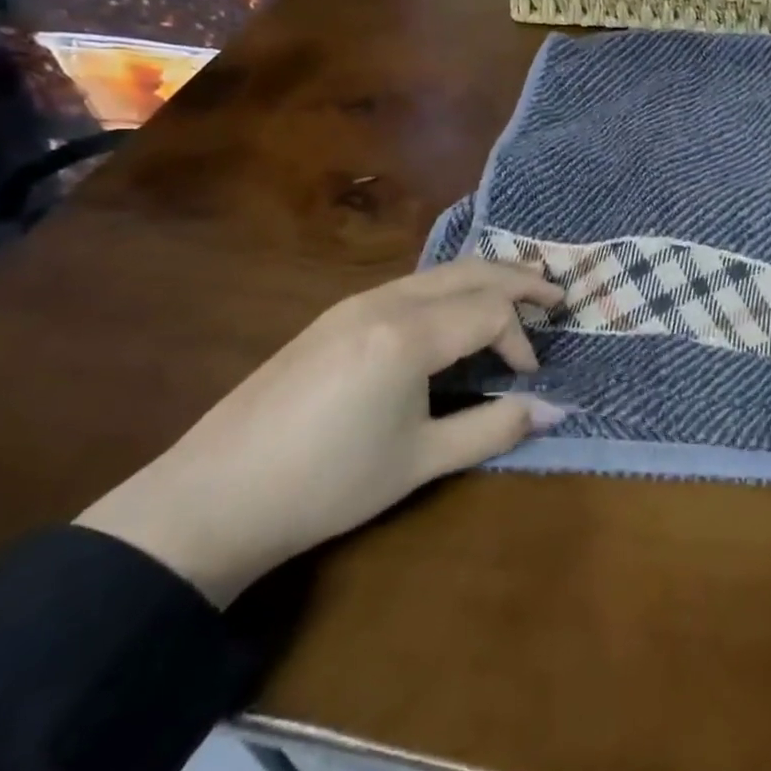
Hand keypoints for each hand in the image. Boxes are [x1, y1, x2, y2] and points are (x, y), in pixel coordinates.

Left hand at [76, 261, 565, 607]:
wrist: (214, 498)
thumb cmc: (327, 483)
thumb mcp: (421, 461)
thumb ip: (493, 428)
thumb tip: (554, 409)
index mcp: (408, 334)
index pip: (490, 313)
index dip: (521, 340)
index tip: (530, 377)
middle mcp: (384, 302)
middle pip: (469, 272)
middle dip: (519, 278)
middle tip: (557, 293)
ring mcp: (354, 304)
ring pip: (437, 273)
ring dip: (483, 278)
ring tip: (517, 290)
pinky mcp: (333, 317)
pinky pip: (409, 285)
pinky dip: (448, 288)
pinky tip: (453, 310)